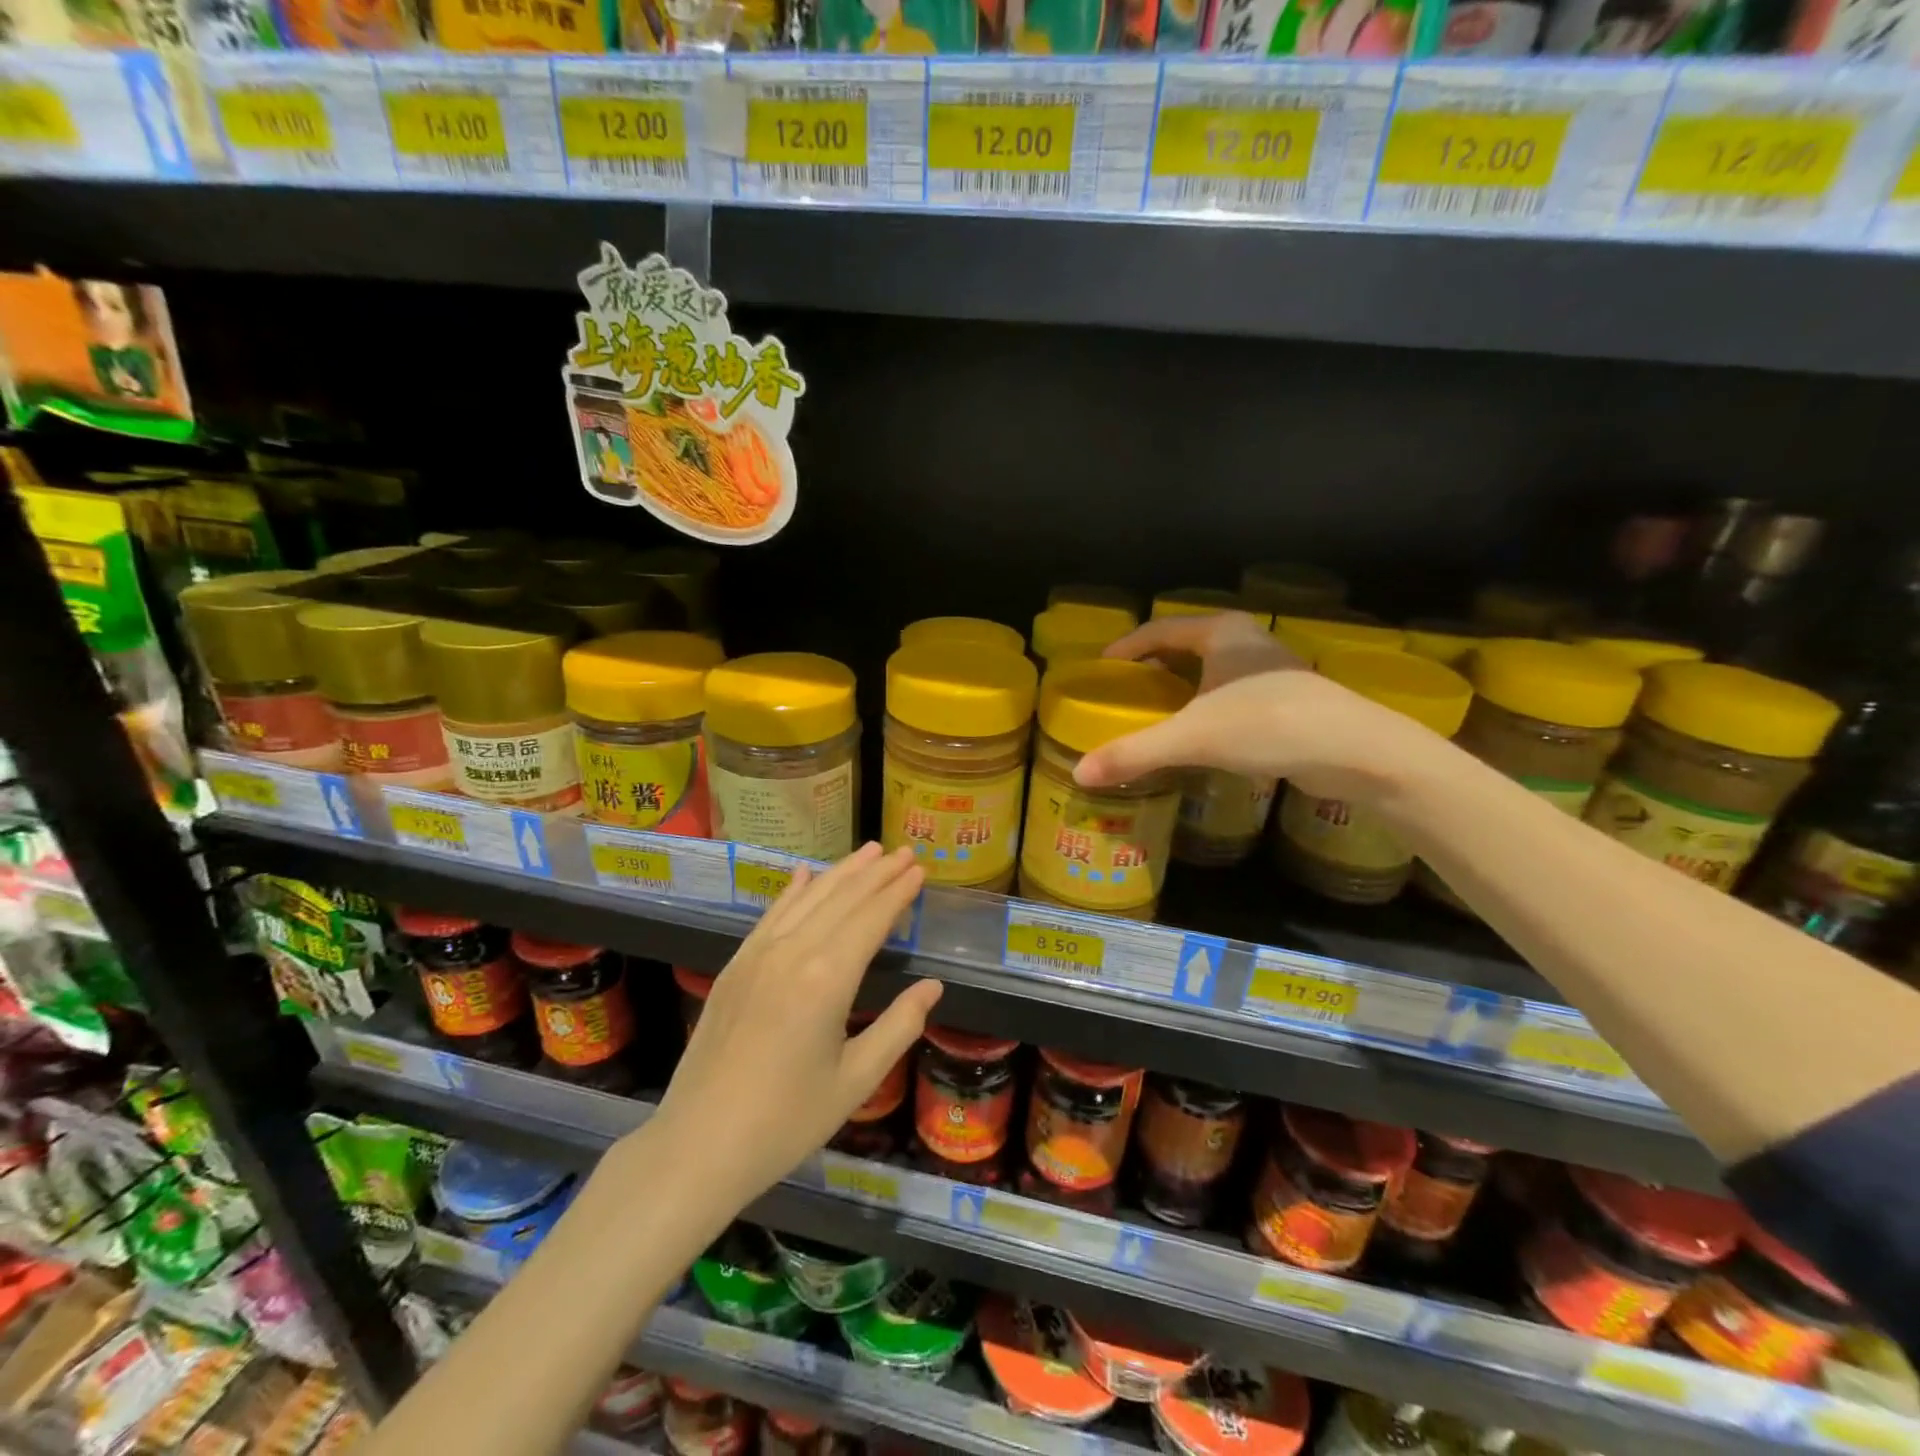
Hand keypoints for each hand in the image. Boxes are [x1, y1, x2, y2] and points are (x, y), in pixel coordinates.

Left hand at [650, 844, 939, 1203]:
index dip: (897, 892)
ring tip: (868, 851)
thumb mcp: (856, 1081)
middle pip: (842, 899)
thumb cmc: (785, 1122)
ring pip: (807, 899)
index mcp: (827, 979)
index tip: (919, 869)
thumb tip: (933, 987)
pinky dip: (792, 891)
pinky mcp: (735, 967)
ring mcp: (757, 956)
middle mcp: (792, 953)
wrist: (697, 1146)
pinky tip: (805, 874)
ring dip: (841, 872)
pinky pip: (770, 916)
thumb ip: (899, 1027)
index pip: (871, 919)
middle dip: (876, 873)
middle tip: (903, 851)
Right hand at [1078, 620, 1454, 802]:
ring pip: (1212, 670)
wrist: (1356, 752)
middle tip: (1124, 689)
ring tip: (1154, 710)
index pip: (1160, 629)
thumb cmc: (1268, 724)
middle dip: (1154, 664)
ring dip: (1182, 686)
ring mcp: (1271, 670)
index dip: (1127, 645)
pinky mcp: (1287, 700)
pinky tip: (1199, 732)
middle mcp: (1247, 642)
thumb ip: (1135, 752)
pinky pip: (1230, 693)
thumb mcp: (1193, 737)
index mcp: (1222, 633)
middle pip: (1186, 645)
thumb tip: (1079, 774)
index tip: (1102, 666)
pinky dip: (1206, 706)